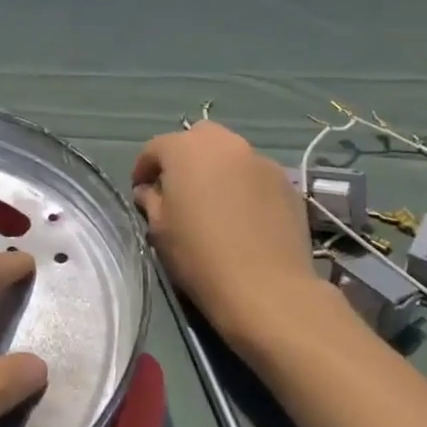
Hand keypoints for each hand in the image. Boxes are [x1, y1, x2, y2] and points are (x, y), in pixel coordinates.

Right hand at [132, 121, 325, 349]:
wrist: (266, 288)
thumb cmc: (199, 255)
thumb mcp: (159, 229)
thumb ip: (151, 200)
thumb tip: (150, 192)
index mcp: (185, 149)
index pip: (155, 147)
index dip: (143, 168)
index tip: (140, 191)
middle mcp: (224, 143)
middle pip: (197, 138)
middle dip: (184, 157)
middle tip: (178, 188)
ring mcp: (260, 160)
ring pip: (230, 154)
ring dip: (216, 169)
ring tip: (213, 200)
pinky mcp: (286, 182)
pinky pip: (255, 174)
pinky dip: (243, 184)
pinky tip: (242, 214)